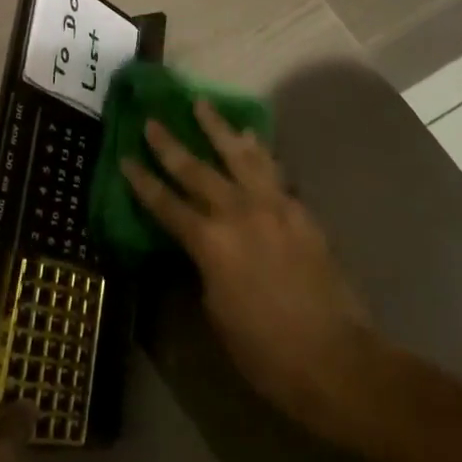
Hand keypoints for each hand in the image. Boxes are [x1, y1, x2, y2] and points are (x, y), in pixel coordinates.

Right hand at [123, 102, 384, 448]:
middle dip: (170, 145)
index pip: (166, 205)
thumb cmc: (265, 351)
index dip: (143, 182)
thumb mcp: (217, 312)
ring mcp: (273, 206)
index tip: (125, 157)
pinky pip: (273, 170)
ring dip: (217, 128)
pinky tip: (251, 136)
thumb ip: (205, 268)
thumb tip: (203, 246)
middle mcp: (237, 213)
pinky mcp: (300, 210)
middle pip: (196, 170)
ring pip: (238, 155)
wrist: (335, 357)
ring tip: (201, 104)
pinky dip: (258, 150)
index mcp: (210, 244)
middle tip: (152, 121)